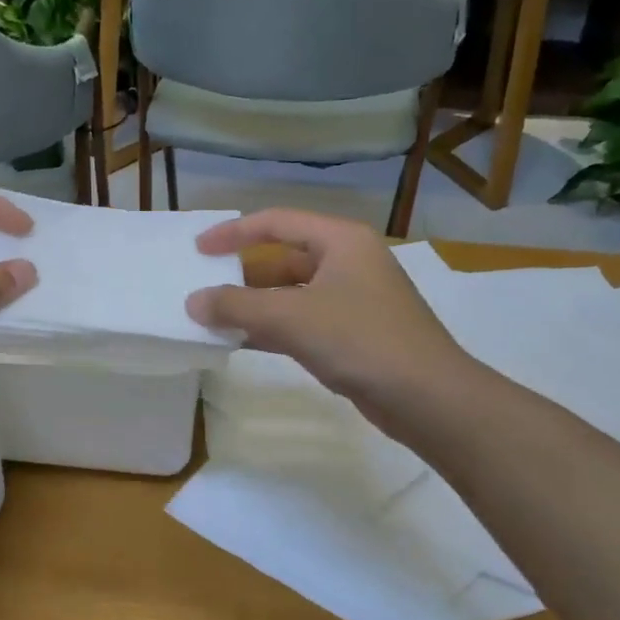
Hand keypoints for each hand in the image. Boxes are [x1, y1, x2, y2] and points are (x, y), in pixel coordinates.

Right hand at [187, 210, 471, 424]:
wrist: (426, 397)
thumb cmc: (360, 340)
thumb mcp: (291, 317)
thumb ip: (237, 306)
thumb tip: (193, 302)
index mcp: (341, 241)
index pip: (277, 222)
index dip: (234, 233)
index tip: (199, 249)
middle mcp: (348, 262)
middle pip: (283, 258)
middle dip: (242, 274)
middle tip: (203, 288)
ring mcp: (352, 300)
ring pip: (291, 294)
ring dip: (254, 305)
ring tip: (213, 318)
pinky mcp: (352, 334)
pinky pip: (301, 322)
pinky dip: (272, 329)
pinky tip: (242, 342)